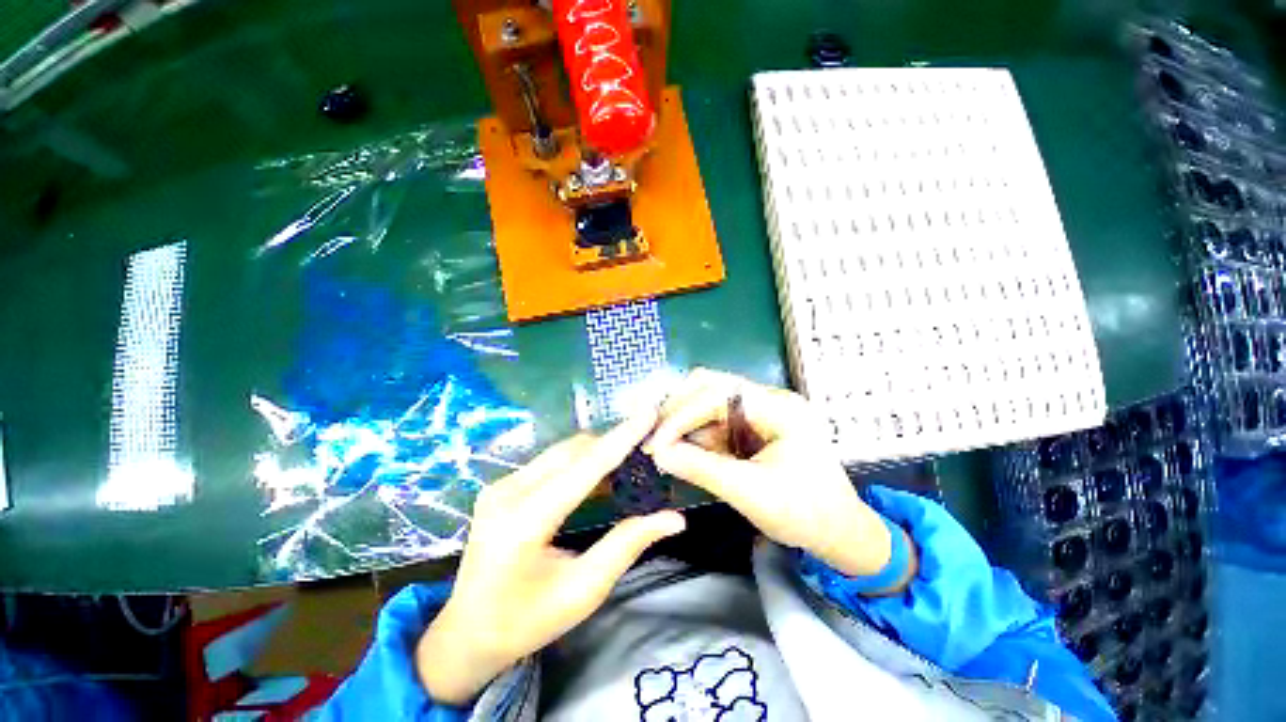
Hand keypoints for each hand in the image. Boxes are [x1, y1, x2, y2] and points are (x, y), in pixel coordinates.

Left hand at [416, 412, 685, 704]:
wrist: (466, 633)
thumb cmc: (526, 621)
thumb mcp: (582, 591)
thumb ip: (627, 545)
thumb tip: (674, 518)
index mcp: (524, 521)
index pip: (585, 467)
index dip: (620, 438)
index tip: (648, 414)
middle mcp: (508, 492)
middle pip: (573, 451)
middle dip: (612, 444)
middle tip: (646, 450)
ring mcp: (501, 485)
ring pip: (563, 451)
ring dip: (596, 453)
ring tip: (626, 465)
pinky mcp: (502, 485)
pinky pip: (551, 461)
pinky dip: (579, 463)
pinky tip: (596, 479)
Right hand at [645, 368, 894, 578]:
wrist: (837, 532)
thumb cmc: (804, 513)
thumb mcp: (751, 493)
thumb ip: (702, 469)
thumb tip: (660, 454)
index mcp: (778, 408)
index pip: (717, 394)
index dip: (682, 415)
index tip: (656, 443)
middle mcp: (767, 400)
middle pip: (711, 386)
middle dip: (678, 410)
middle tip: (654, 436)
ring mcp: (759, 411)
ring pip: (708, 402)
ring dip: (683, 422)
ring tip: (661, 446)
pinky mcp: (751, 426)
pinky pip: (714, 421)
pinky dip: (694, 434)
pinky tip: (680, 450)